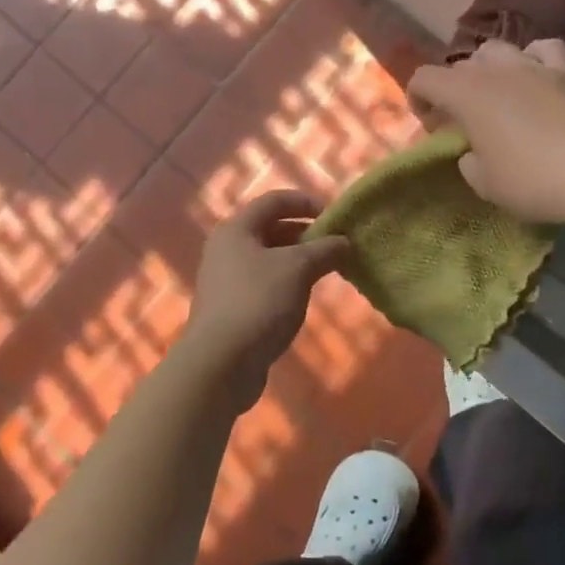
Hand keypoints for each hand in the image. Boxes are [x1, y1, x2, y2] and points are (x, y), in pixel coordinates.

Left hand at [180, 189, 347, 406]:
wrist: (220, 363)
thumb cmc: (259, 302)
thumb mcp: (298, 269)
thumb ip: (324, 249)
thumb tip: (344, 241)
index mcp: (236, 229)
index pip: (274, 200)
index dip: (305, 202)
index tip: (334, 215)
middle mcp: (226, 248)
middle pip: (271, 229)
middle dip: (305, 234)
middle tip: (336, 246)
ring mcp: (226, 280)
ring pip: (269, 259)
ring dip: (298, 261)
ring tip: (327, 271)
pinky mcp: (231, 308)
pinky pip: (264, 284)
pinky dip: (287, 283)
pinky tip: (304, 297)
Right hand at [407, 39, 564, 225]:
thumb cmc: (534, 179)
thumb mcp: (487, 185)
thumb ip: (469, 163)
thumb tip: (473, 152)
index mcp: (465, 93)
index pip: (423, 78)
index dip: (418, 97)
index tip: (430, 124)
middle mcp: (494, 69)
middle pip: (460, 65)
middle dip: (453, 89)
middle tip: (463, 119)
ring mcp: (533, 65)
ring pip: (497, 49)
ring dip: (488, 68)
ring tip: (496, 93)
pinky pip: (542, 49)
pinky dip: (533, 58)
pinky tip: (537, 75)